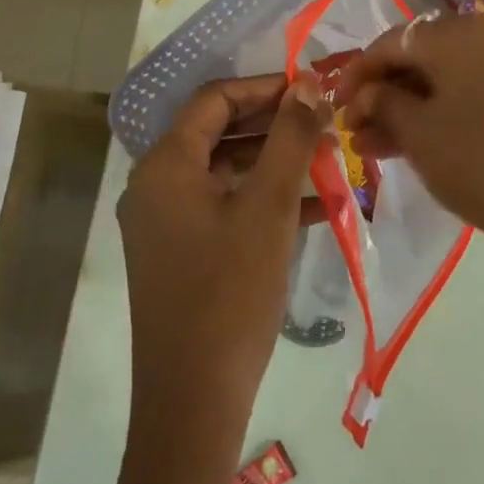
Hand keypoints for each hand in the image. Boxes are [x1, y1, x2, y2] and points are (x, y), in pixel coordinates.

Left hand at [104, 73, 326, 483]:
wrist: (193, 401)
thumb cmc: (231, 291)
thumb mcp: (270, 206)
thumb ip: (291, 136)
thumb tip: (307, 81)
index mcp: (166, 165)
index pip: (215, 99)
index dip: (265, 87)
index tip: (311, 89)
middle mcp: (156, 185)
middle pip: (218, 132)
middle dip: (274, 124)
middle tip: (325, 123)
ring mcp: (165, 222)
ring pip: (225, 170)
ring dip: (274, 161)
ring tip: (328, 159)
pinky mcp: (180, 253)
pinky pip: (223, 206)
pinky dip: (263, 198)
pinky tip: (315, 206)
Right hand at [341, 14, 483, 373]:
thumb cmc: (477, 158)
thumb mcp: (418, 132)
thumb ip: (383, 104)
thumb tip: (367, 93)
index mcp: (453, 34)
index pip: (390, 42)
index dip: (357, 72)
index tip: (333, 104)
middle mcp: (481, 38)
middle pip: (415, 58)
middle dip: (379, 93)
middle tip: (352, 129)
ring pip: (439, 81)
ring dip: (402, 109)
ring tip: (370, 147)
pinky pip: (463, 95)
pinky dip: (434, 115)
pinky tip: (407, 145)